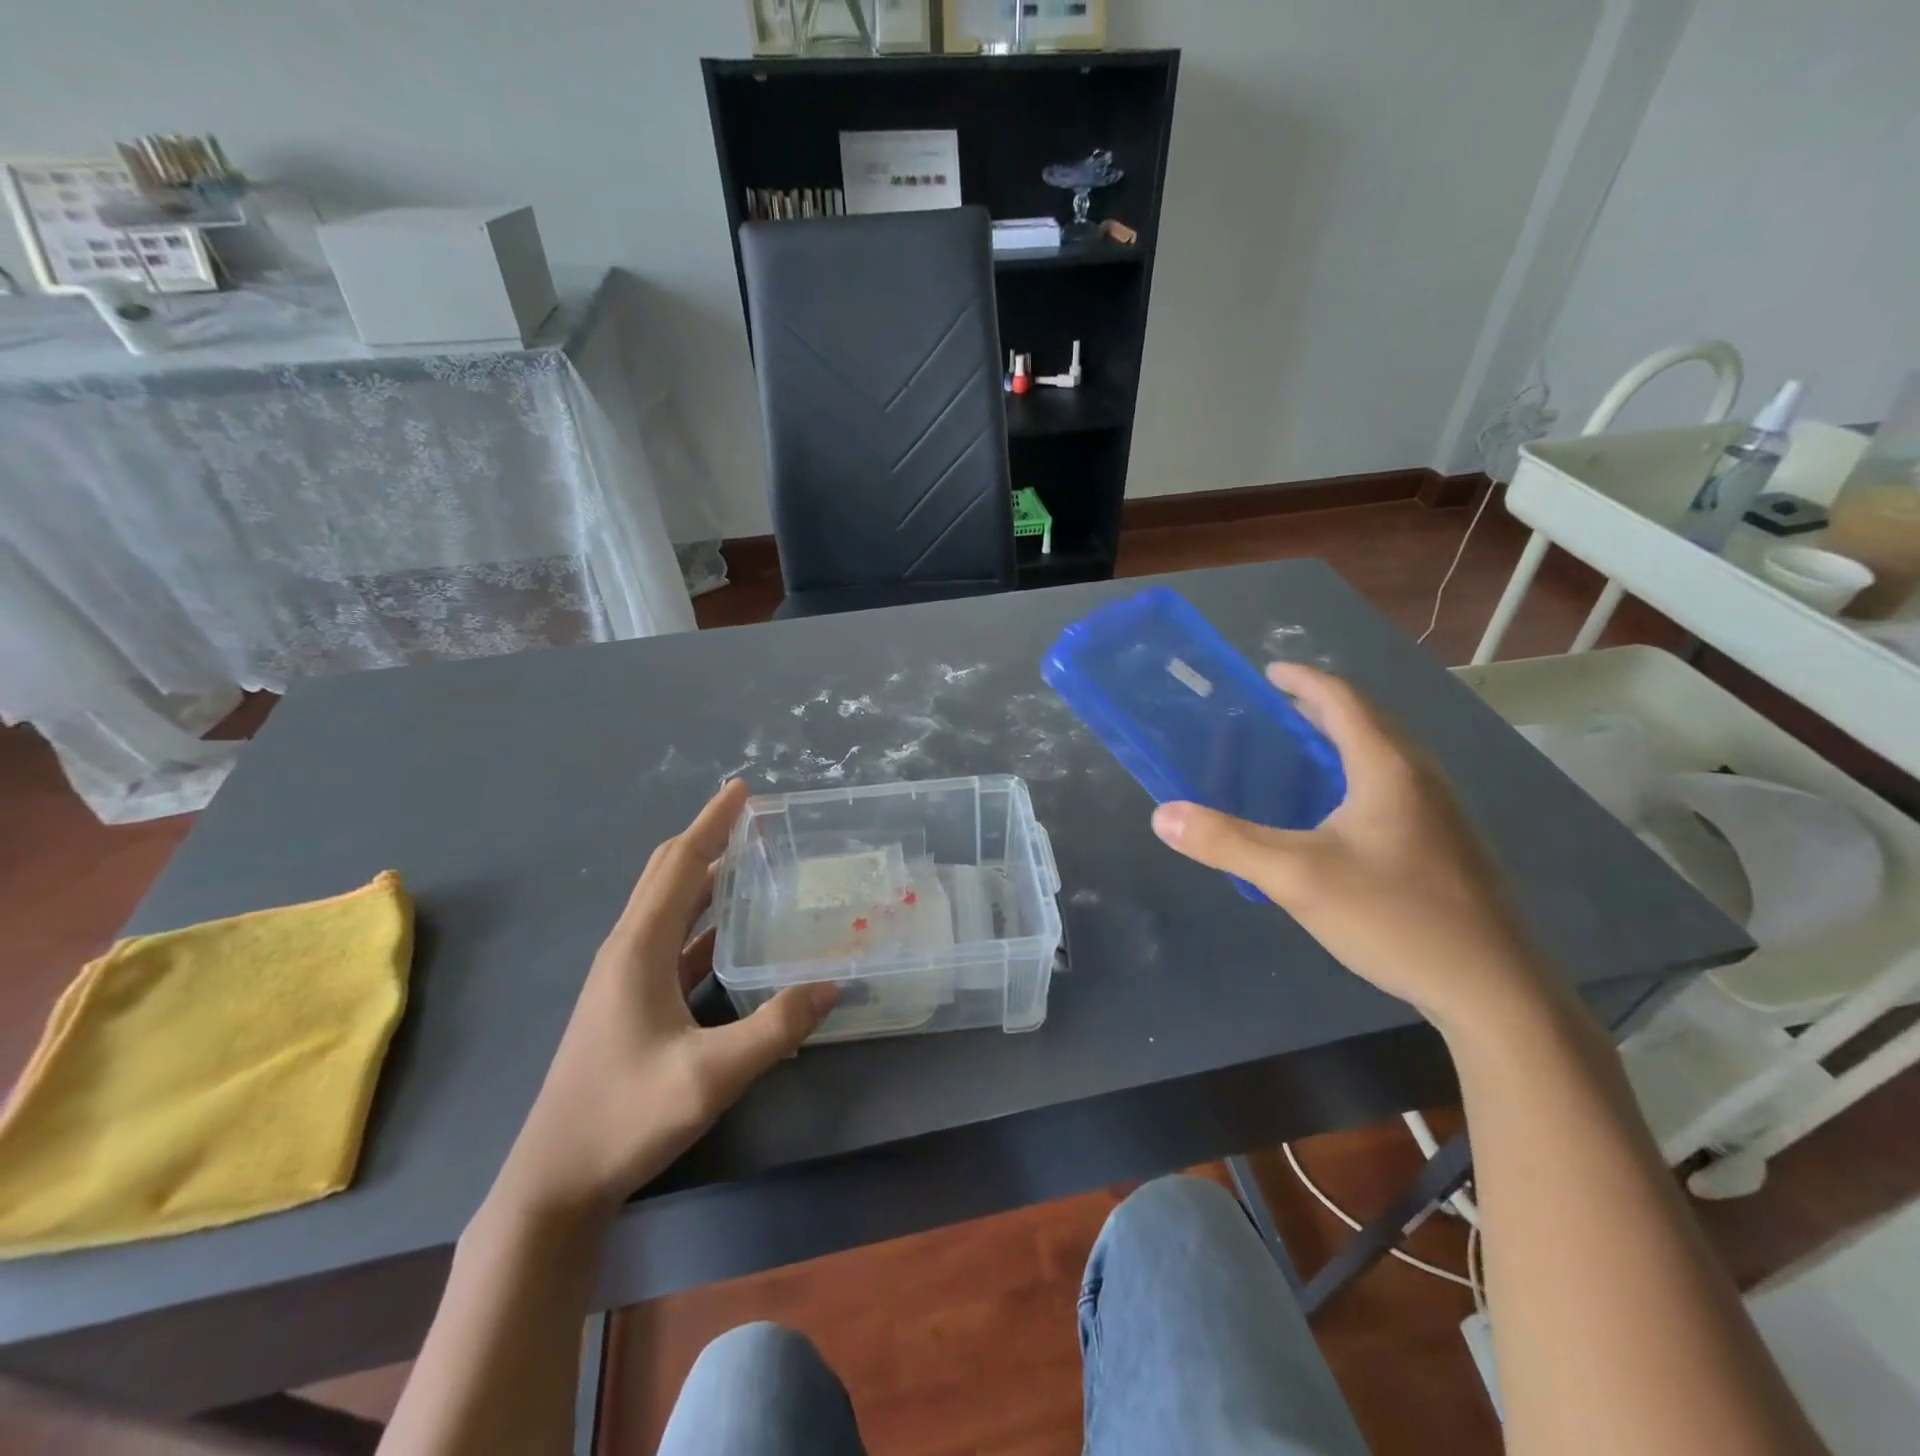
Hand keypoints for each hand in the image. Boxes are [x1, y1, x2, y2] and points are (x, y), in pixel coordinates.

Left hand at [496, 780, 836, 1215]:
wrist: (555, 1182)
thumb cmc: (625, 1117)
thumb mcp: (710, 1076)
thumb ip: (775, 1029)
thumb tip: (831, 983)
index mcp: (638, 949)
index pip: (681, 865)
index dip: (712, 823)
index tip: (742, 789)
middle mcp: (628, 950)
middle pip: (668, 874)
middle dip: (708, 838)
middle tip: (753, 818)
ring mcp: (625, 977)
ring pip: (669, 906)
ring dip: (706, 877)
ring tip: (752, 861)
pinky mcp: (631, 1002)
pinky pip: (673, 941)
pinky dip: (704, 921)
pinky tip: (735, 931)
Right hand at [1149, 663, 1555, 1032]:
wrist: (1492, 988)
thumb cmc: (1393, 916)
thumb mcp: (1295, 878)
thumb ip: (1227, 843)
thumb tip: (1163, 815)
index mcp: (1387, 768)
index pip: (1343, 701)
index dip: (1304, 681)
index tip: (1269, 672)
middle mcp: (1421, 778)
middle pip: (1369, 722)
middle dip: (1321, 708)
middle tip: (1277, 710)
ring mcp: (1442, 814)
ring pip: (1386, 756)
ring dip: (1343, 741)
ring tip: (1303, 753)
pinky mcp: (1448, 846)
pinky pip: (1396, 787)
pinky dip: (1359, 775)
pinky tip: (1339, 813)